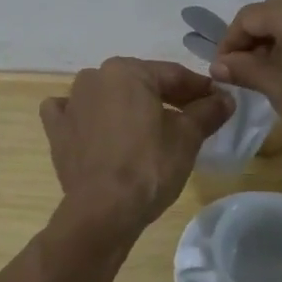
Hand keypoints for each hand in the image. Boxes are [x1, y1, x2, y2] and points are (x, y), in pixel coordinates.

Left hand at [40, 58, 233, 234]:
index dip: (199, 88)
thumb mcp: (187, 137)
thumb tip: (226, 98)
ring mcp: (72, 102)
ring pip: (107, 94)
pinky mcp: (56, 129)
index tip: (218, 100)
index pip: (173, 75)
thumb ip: (207, 111)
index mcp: (128, 71)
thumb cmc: (149, 166)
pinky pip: (72, 112)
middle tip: (192, 116)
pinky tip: (96, 128)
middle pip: (141, 83)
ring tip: (149, 127)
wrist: (103, 210)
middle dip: (166, 97)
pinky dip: (85, 115)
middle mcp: (95, 77)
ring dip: (127, 104)